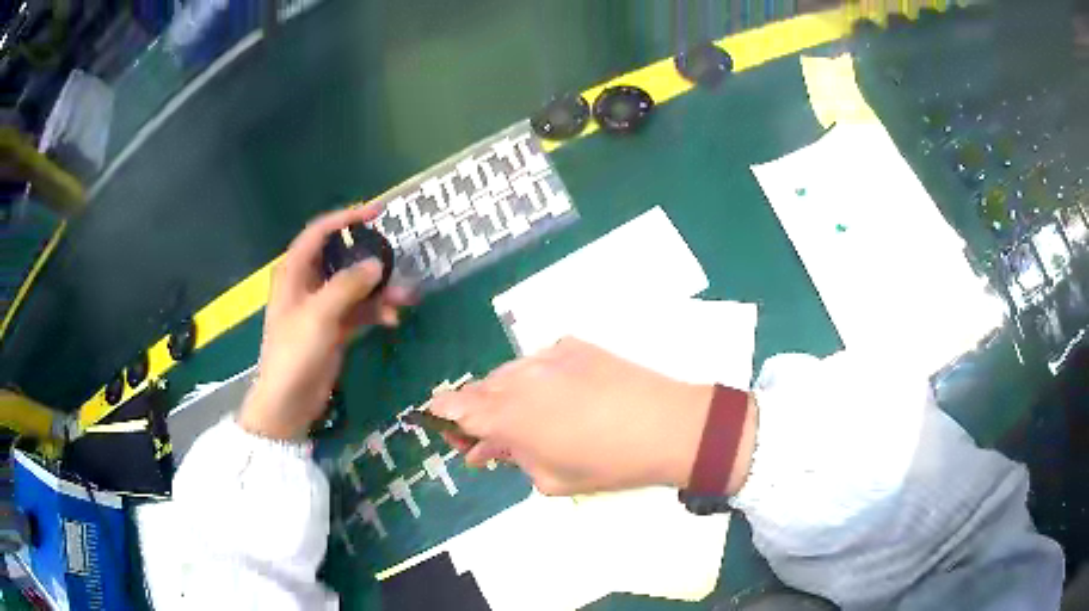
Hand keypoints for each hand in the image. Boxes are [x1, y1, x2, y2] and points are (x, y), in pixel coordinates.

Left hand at [239, 206, 413, 439]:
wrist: (289, 402)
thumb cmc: (295, 353)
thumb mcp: (319, 315)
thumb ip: (348, 286)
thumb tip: (376, 264)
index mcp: (294, 272)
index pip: (320, 232)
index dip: (346, 218)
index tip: (377, 212)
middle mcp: (308, 284)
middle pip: (341, 257)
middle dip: (370, 258)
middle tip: (397, 258)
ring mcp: (322, 307)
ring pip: (355, 285)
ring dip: (379, 290)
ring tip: (405, 298)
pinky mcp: (334, 328)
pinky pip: (359, 310)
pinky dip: (375, 311)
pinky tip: (392, 320)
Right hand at [427, 338, 738, 495]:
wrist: (667, 426)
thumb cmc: (607, 464)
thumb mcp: (549, 478)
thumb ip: (510, 458)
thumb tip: (485, 448)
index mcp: (507, 415)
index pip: (453, 406)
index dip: (440, 414)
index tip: (442, 426)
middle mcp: (518, 378)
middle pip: (477, 389)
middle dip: (474, 412)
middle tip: (490, 437)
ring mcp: (546, 356)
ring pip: (507, 374)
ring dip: (505, 396)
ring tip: (528, 420)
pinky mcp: (572, 344)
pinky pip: (539, 362)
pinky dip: (536, 380)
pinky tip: (559, 398)